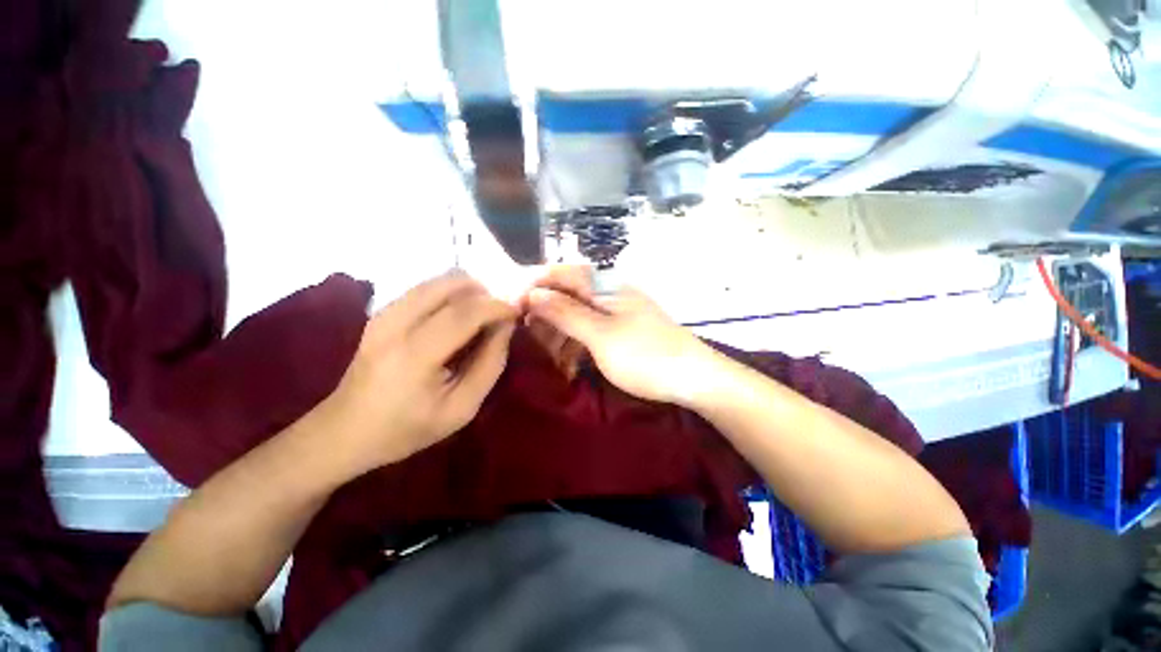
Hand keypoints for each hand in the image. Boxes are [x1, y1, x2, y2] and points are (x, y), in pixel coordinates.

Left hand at [321, 271, 515, 477]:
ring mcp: (383, 314)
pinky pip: (424, 288)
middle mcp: (395, 324)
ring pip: (437, 281)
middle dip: (484, 293)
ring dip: (467, 291)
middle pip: (450, 285)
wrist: (344, 431)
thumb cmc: (407, 428)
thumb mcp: (462, 408)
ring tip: (481, 315)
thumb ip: (490, 364)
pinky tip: (457, 315)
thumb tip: (506, 327)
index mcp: (414, 355)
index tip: (517, 312)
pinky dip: (449, 294)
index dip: (497, 307)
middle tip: (499, 314)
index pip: (465, 313)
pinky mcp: (380, 312)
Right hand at [524, 267, 721, 406]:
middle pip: (567, 295)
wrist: (694, 378)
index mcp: (605, 286)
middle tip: (530, 342)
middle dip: (546, 317)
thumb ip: (566, 312)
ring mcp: (617, 314)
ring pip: (577, 316)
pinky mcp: (622, 332)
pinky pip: (591, 332)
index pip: (561, 274)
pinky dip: (576, 346)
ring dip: (560, 336)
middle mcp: (609, 294)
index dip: (535, 287)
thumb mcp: (600, 335)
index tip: (515, 309)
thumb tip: (533, 292)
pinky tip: (570, 364)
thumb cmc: (645, 355)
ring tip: (550, 360)